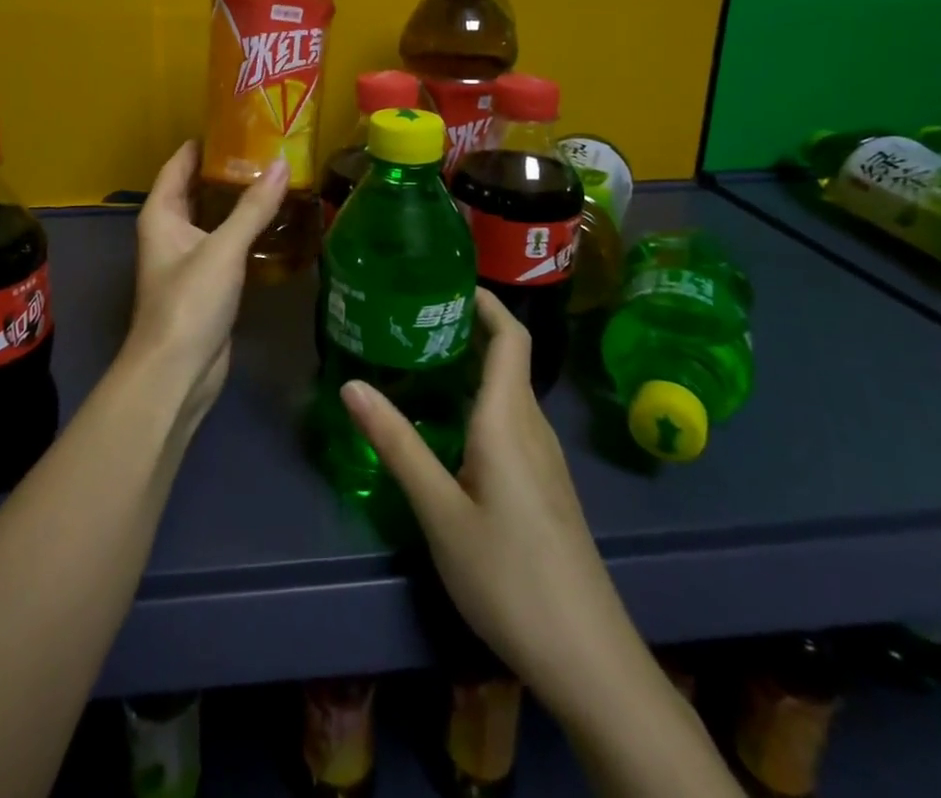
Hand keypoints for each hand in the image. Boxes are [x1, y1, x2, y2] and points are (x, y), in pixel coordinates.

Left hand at [128, 142, 289, 425]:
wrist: (177, 371)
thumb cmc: (189, 301)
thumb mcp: (223, 249)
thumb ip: (253, 208)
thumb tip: (281, 164)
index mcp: (161, 214)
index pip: (179, 164)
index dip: (203, 143)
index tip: (237, 122)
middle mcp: (170, 230)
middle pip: (197, 189)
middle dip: (227, 170)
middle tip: (268, 148)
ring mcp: (188, 258)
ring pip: (214, 218)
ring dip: (239, 201)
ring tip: (277, 178)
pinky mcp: (207, 282)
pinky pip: (226, 244)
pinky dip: (246, 231)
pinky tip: (275, 223)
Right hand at [340, 290, 635, 703]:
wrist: (589, 660)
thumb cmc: (509, 576)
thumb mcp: (440, 512)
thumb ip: (397, 445)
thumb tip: (351, 383)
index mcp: (508, 420)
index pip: (511, 339)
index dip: (486, 303)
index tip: (449, 280)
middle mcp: (532, 428)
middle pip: (509, 359)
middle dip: (468, 329)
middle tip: (413, 317)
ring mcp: (545, 461)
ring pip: (509, 393)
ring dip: (472, 366)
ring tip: (420, 361)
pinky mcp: (546, 488)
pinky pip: (512, 422)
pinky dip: (480, 402)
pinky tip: (449, 426)